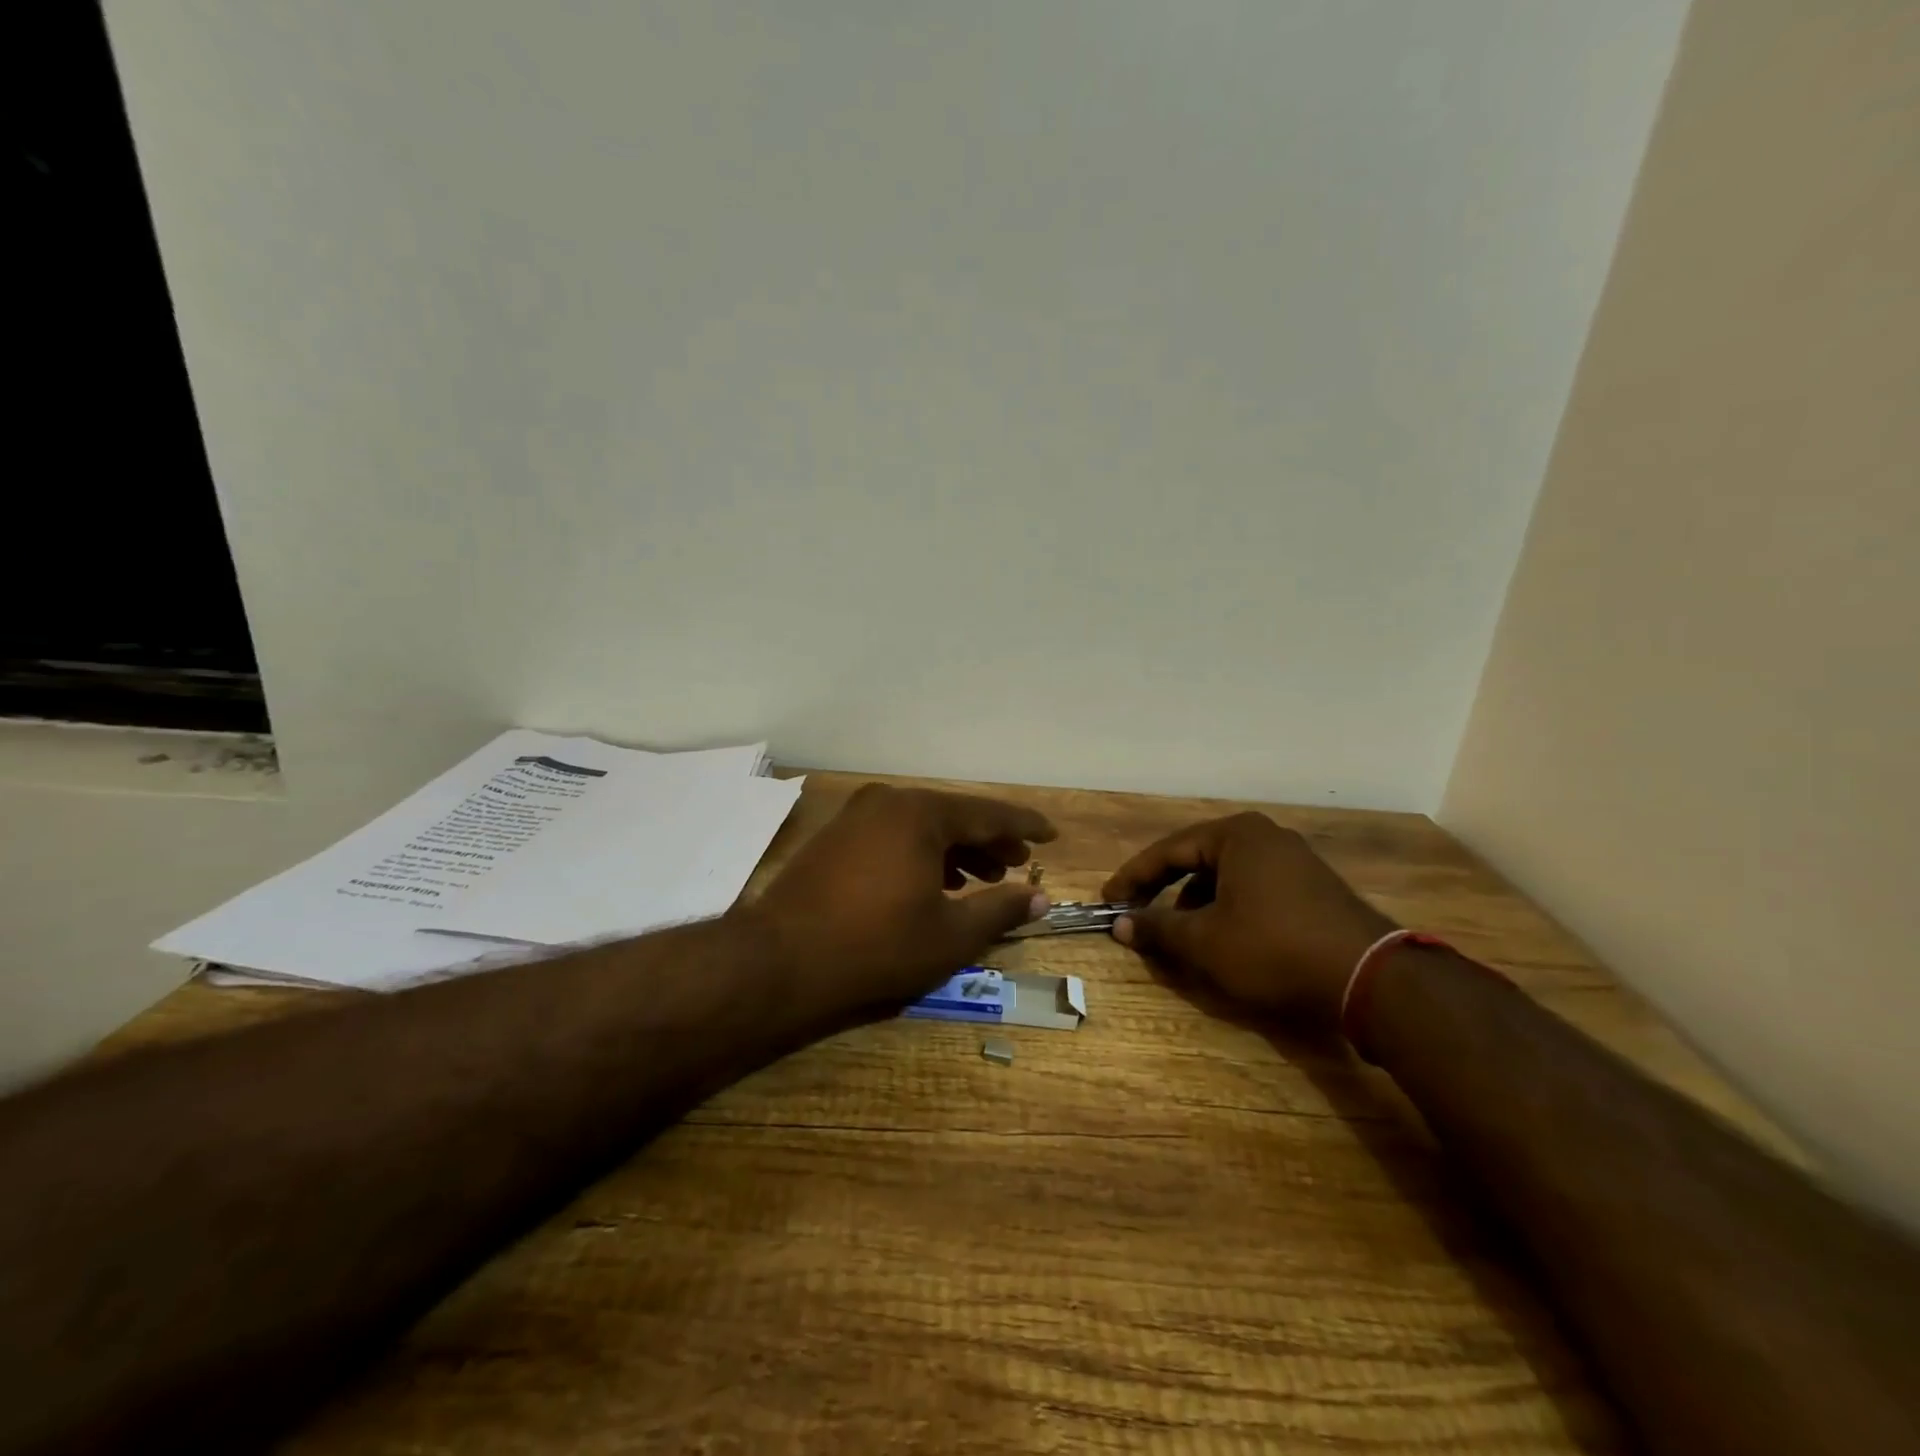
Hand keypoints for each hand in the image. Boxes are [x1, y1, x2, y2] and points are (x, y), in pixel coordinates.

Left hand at [746, 784, 1055, 1012]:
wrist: (780, 960)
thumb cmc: (876, 945)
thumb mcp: (950, 934)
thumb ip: (1000, 910)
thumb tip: (1041, 899)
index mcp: (921, 813)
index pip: (988, 813)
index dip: (1024, 825)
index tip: (1051, 833)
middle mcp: (889, 802)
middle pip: (953, 816)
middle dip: (988, 841)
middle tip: (1017, 863)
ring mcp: (856, 816)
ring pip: (921, 826)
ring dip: (955, 850)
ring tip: (980, 878)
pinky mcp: (835, 837)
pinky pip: (893, 835)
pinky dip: (921, 854)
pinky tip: (932, 883)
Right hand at [1102, 812, 1396, 1025]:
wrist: (1370, 978)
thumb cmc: (1274, 948)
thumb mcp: (1205, 941)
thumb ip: (1157, 928)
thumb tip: (1119, 924)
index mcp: (1235, 835)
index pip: (1167, 850)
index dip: (1133, 878)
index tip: (1108, 899)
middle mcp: (1265, 836)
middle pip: (1197, 859)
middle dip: (1164, 889)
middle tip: (1136, 912)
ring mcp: (1293, 859)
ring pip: (1226, 875)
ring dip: (1195, 902)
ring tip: (1180, 932)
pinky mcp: (1313, 886)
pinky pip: (1253, 887)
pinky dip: (1227, 907)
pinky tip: (1224, 936)